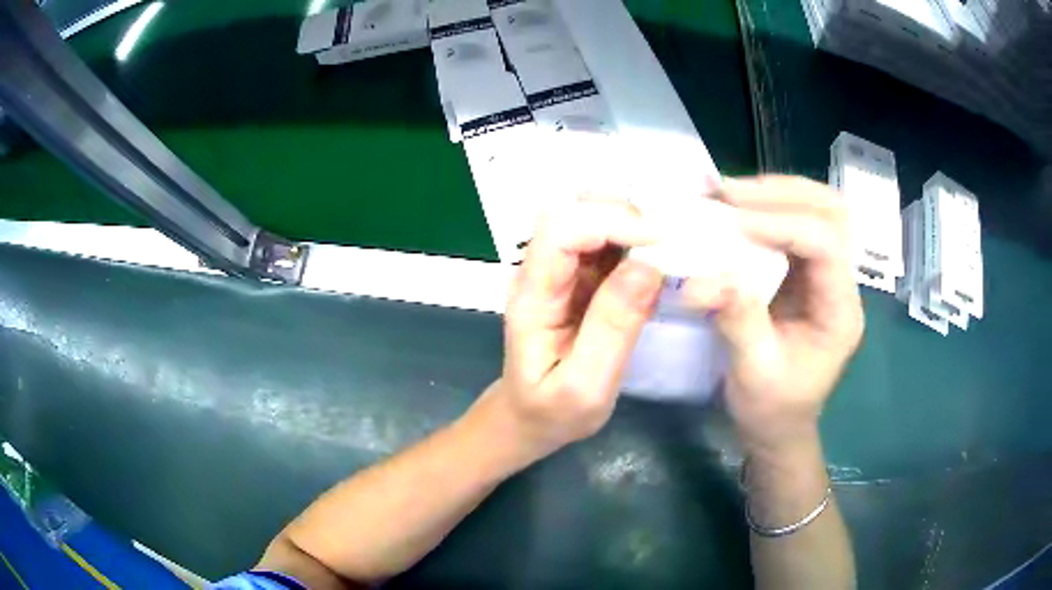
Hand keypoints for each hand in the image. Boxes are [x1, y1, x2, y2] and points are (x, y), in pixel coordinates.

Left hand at [487, 198, 663, 459]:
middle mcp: (539, 271)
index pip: (560, 231)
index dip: (610, 223)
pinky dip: (633, 237)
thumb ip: (612, 328)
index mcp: (532, 295)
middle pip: (572, 210)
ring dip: (629, 220)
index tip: (659, 242)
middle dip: (622, 213)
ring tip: (667, 245)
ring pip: (588, 217)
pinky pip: (604, 240)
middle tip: (668, 240)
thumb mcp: (585, 386)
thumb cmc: (552, 411)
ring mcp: (559, 270)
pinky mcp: (579, 276)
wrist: (531, 417)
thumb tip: (648, 265)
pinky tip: (657, 255)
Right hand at [684, 176, 864, 453]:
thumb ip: (739, 322)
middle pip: (831, 212)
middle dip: (781, 193)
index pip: (825, 244)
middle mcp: (841, 283)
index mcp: (841, 311)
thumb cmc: (773, 409)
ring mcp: (824, 274)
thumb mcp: (755, 374)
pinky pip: (792, 224)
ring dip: (773, 193)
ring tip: (728, 194)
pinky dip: (764, 208)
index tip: (732, 221)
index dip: (782, 223)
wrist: (779, 426)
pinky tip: (734, 209)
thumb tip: (703, 278)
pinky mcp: (804, 273)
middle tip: (729, 192)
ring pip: (816, 208)